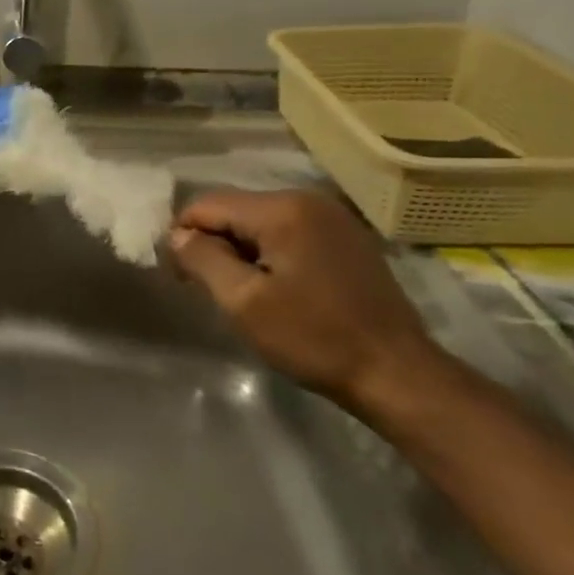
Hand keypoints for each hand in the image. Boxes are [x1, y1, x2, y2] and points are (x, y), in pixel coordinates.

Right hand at [166, 188, 440, 406]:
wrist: (397, 374)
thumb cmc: (313, 337)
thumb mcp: (243, 301)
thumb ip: (202, 259)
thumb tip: (176, 235)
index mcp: (281, 209)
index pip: (207, 205)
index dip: (184, 236)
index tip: (181, 276)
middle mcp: (307, 200)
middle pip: (234, 210)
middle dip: (213, 243)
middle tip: (208, 288)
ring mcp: (332, 218)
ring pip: (260, 222)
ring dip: (240, 250)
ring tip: (240, 291)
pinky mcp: (346, 239)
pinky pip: (288, 233)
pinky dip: (269, 253)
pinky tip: (275, 288)